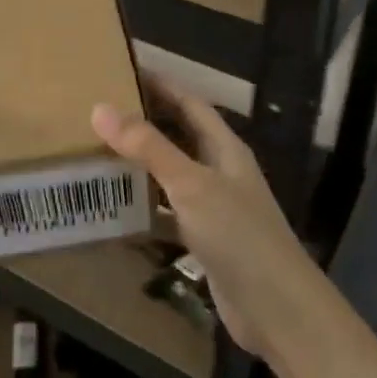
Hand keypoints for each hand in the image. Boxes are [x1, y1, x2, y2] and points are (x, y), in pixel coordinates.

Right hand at [92, 74, 314, 360]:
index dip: (161, 84)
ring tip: (100, 154)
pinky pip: (169, 215)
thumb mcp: (191, 185)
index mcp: (225, 148)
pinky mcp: (206, 241)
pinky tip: (116, 212)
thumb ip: (149, 148)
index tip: (123, 68)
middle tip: (102, 111)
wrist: (277, 309)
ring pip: (172, 176)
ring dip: (142, 166)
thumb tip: (101, 108)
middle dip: (146, 121)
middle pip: (180, 136)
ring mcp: (215, 208)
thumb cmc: (238, 235)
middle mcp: (221, 171)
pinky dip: (145, 211)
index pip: (190, 103)